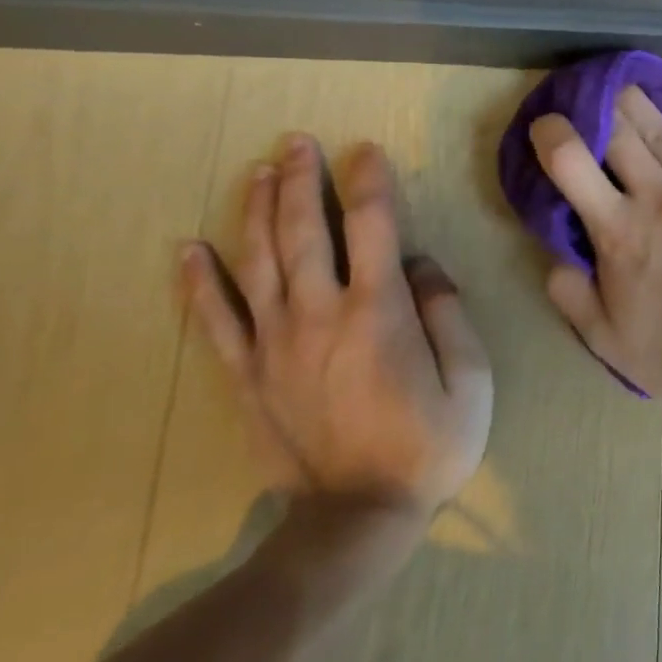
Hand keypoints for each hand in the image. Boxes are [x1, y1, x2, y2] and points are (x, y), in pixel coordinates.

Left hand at [180, 134, 493, 517]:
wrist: (357, 519)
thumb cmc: (430, 444)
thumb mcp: (472, 378)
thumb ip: (448, 312)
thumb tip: (422, 264)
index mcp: (380, 313)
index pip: (374, 227)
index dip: (372, 182)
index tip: (368, 150)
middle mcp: (320, 315)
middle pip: (305, 232)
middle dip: (302, 180)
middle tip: (299, 141)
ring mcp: (275, 345)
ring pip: (258, 262)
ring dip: (258, 210)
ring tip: (259, 169)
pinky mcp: (246, 375)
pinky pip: (215, 321)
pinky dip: (198, 282)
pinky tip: (189, 248)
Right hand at [529, 79, 661, 402]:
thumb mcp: (605, 338)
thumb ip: (570, 293)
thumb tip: (554, 254)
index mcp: (618, 232)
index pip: (571, 163)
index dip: (552, 134)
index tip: (546, 124)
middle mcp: (657, 198)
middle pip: (619, 134)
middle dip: (597, 108)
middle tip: (587, 95)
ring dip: (638, 102)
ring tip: (621, 83)